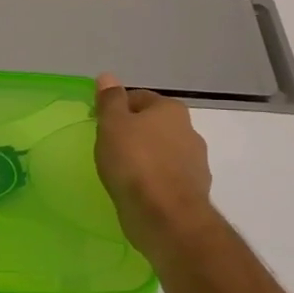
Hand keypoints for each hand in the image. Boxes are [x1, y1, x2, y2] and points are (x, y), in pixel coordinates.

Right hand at [93, 73, 217, 255]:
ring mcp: (195, 162)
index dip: (116, 108)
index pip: (138, 98)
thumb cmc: (134, 162)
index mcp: (170, 110)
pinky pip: (167, 177)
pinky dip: (153, 180)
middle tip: (108, 147)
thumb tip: (108, 76)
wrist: (166, 216)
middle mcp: (188, 131)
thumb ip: (110, 100)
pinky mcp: (192, 190)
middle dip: (133, 133)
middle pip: (153, 125)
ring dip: (145, 157)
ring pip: (162, 151)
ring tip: (121, 171)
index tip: (98, 124)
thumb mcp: (112, 125)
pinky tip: (136, 190)